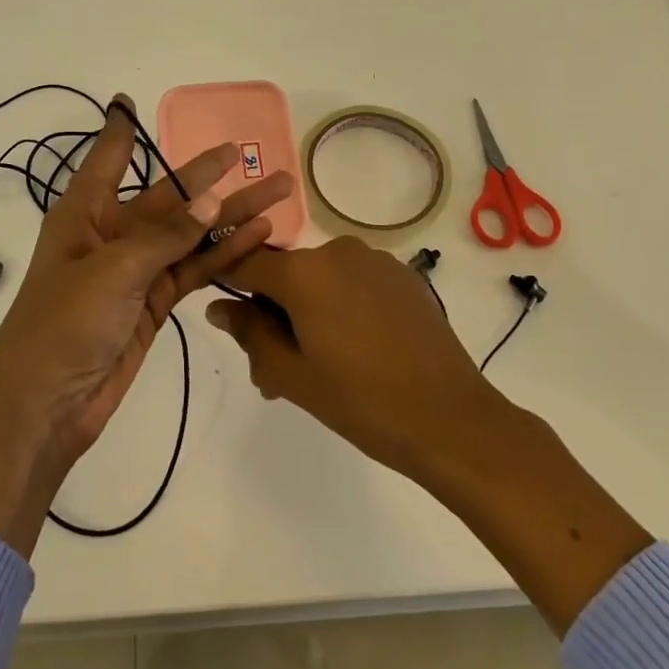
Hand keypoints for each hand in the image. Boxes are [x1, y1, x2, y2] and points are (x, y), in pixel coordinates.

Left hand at [0, 95, 294, 555]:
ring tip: (277, 192)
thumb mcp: (113, 270)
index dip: (119, 129)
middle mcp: (111, 233)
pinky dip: (224, 253)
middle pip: (166, 197)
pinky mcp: (153, 302)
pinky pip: (194, 268)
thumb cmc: (63, 324)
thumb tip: (213, 199)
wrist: (45, 406)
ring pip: (190, 233)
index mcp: (84, 213)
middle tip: (244, 150)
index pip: (106, 159)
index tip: (127, 100)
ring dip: (229, 215)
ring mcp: (135, 270)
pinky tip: (258, 236)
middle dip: (206, 175)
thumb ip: (166, 235)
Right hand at [208, 237, 502, 482]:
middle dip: (274, 314)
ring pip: (321, 280)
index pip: (246, 261)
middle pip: (286, 274)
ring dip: (309, 313)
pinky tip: (359, 350)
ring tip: (320, 368)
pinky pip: (355, 283)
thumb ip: (248, 333)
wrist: (450, 417)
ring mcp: (375, 260)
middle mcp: (337, 250)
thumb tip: (218, 305)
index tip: (230, 319)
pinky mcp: (404, 275)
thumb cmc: (361, 400)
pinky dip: (343, 307)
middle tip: (277, 371)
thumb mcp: (290, 374)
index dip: (229, 284)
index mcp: (303, 271)